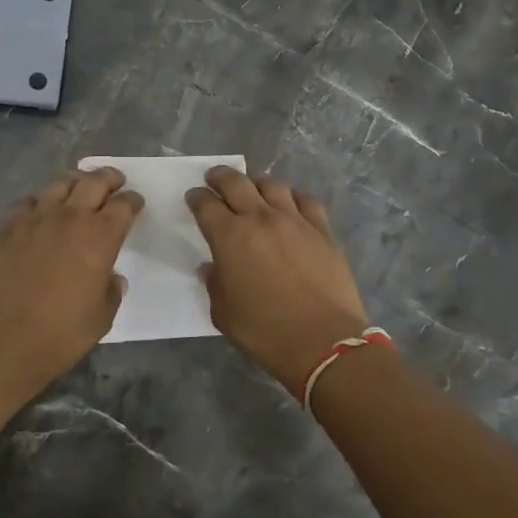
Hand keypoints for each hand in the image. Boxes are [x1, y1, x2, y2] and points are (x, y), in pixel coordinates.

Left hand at [0, 167, 142, 393]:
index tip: (135, 204)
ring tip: (79, 189)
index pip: (123, 206)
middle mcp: (70, 217)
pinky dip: (39, 202)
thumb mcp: (102, 317)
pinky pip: (27, 202)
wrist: (2, 338)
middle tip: (115, 181)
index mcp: (101, 236)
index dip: (132, 202)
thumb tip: (111, 278)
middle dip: (109, 178)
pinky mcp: (8, 227)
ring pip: (60, 184)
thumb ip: (111, 291)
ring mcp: (36, 218)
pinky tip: (39, 211)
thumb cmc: (61, 332)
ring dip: (75, 183)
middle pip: (94, 181)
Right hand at [187, 167, 370, 397]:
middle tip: (215, 178)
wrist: (323, 340)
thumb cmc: (265, 331)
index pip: (206, 205)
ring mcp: (295, 220)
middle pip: (236, 182)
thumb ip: (214, 284)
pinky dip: (293, 196)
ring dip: (257, 182)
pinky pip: (306, 200)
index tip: (194, 197)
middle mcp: (260, 218)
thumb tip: (213, 268)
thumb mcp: (223, 313)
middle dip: (221, 176)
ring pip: (272, 184)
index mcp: (229, 237)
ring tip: (253, 188)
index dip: (197, 197)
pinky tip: (290, 202)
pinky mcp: (322, 229)